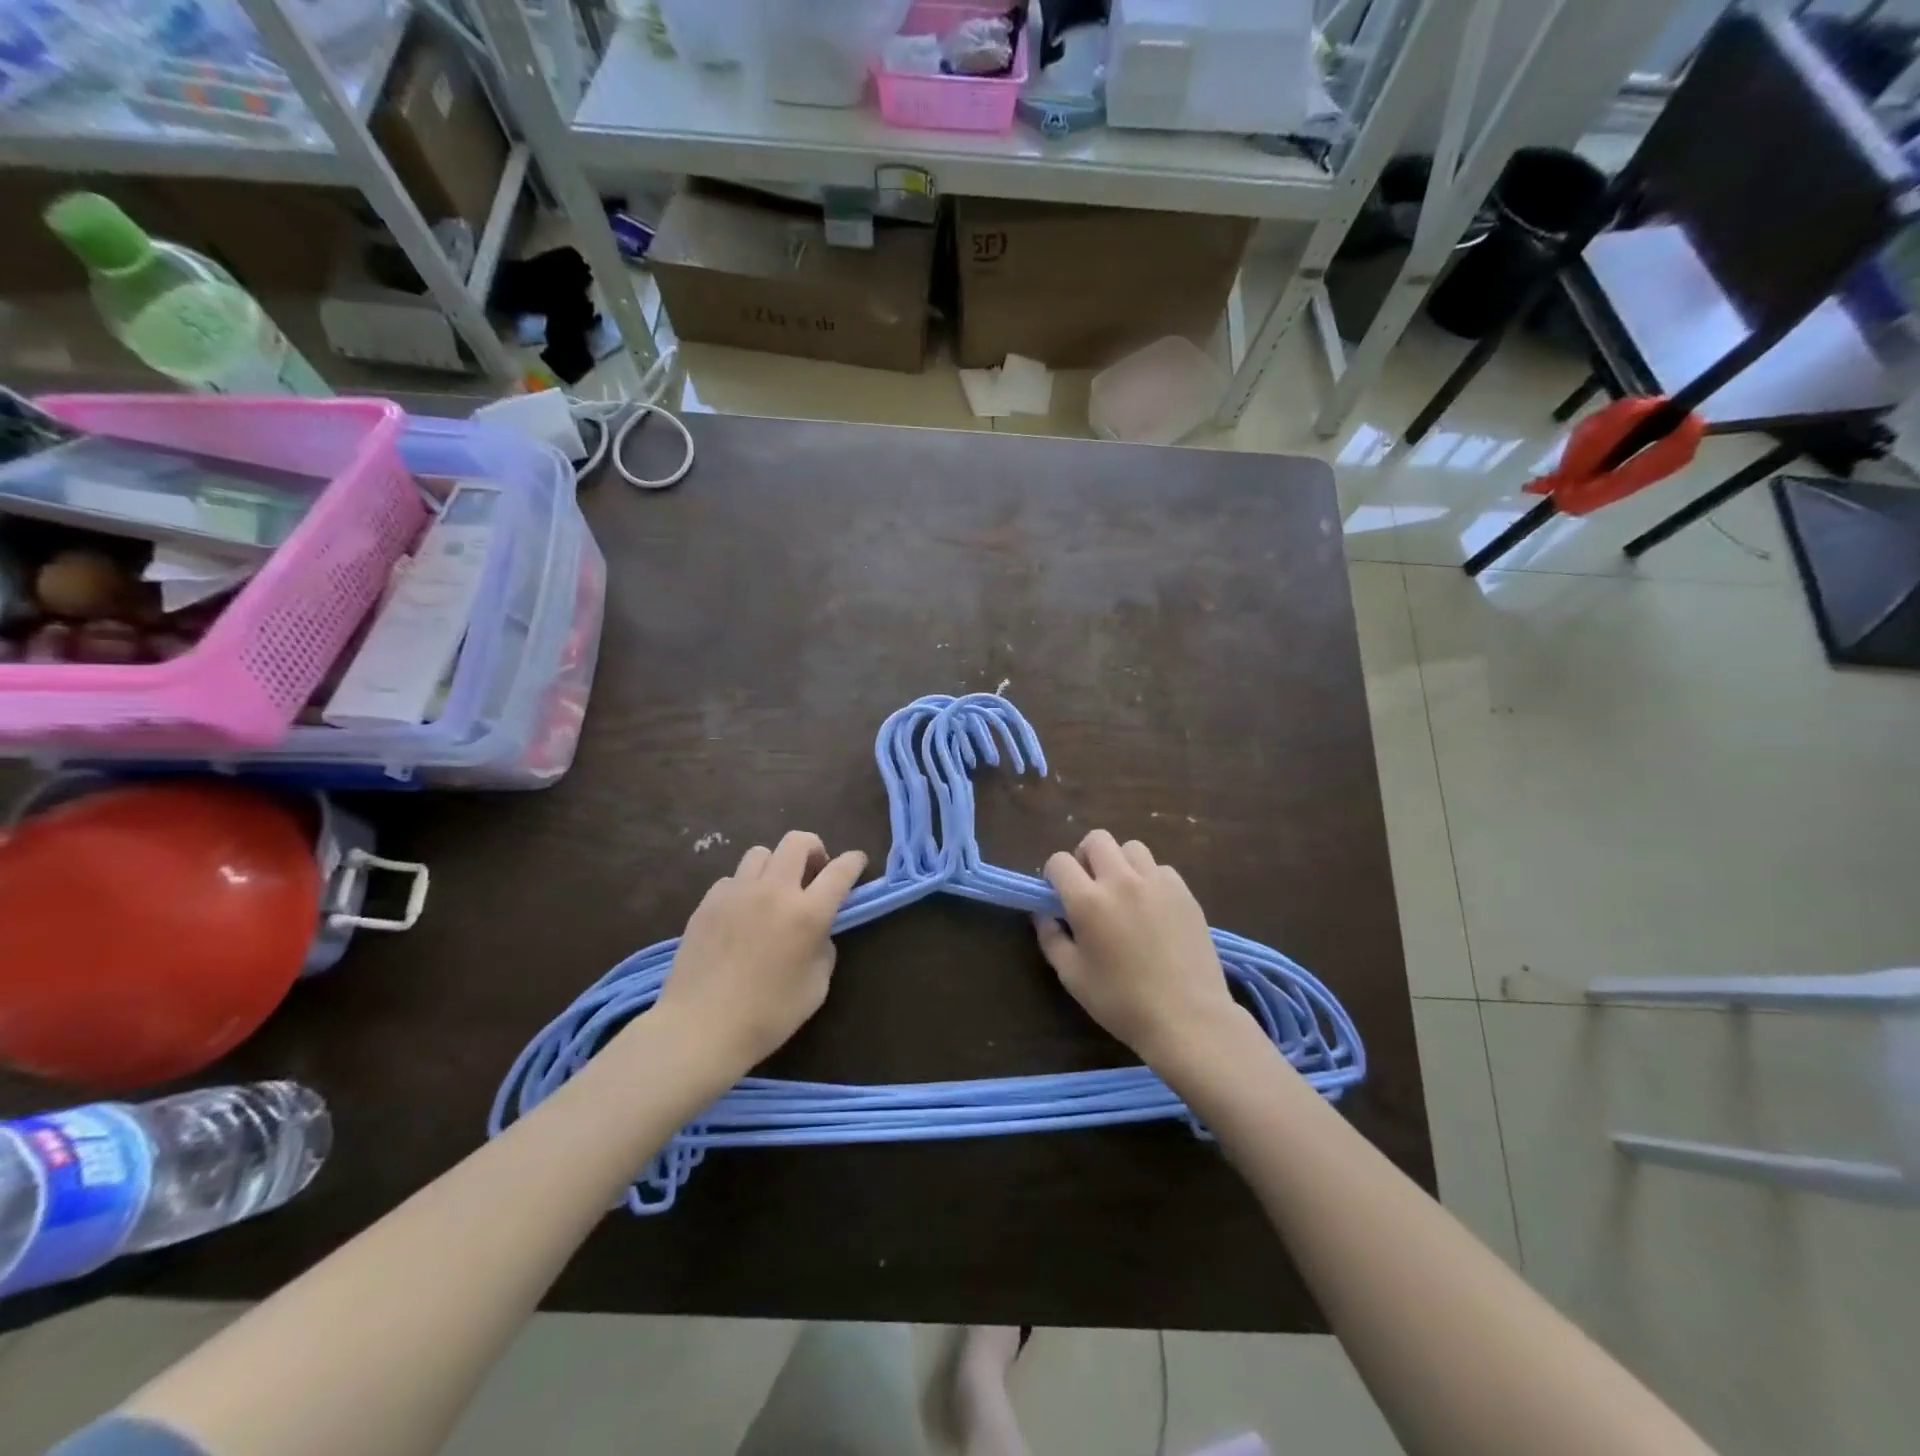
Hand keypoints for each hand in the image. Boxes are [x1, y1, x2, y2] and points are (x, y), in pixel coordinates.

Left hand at [651, 832, 866, 1080]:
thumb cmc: (767, 1016)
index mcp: (807, 913)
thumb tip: (817, 932)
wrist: (700, 1028)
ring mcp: (736, 892)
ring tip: (774, 890)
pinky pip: (732, 879)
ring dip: (776, 865)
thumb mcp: (816, 987)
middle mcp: (774, 891)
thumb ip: (824, 949)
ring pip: (761, 853)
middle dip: (814, 849)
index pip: (840, 870)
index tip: (857, 862)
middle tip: (814, 872)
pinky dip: (744, 887)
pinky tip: (741, 914)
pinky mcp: (708, 902)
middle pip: (797, 841)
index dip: (854, 861)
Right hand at [1036, 830, 1245, 1072]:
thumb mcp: (1072, 976)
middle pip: (1097, 839)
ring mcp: (1157, 882)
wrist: (1187, 1017)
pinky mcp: (1184, 892)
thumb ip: (1051, 938)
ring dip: (1120, 863)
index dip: (1054, 874)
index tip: (1058, 894)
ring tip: (1124, 892)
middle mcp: (1120, 881)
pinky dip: (1150, 880)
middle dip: (1086, 856)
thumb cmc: (1121, 1002)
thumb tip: (1042, 914)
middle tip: (1089, 886)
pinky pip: (1161, 869)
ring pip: (1131, 848)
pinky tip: (1153, 908)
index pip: (1060, 861)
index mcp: (1088, 901)